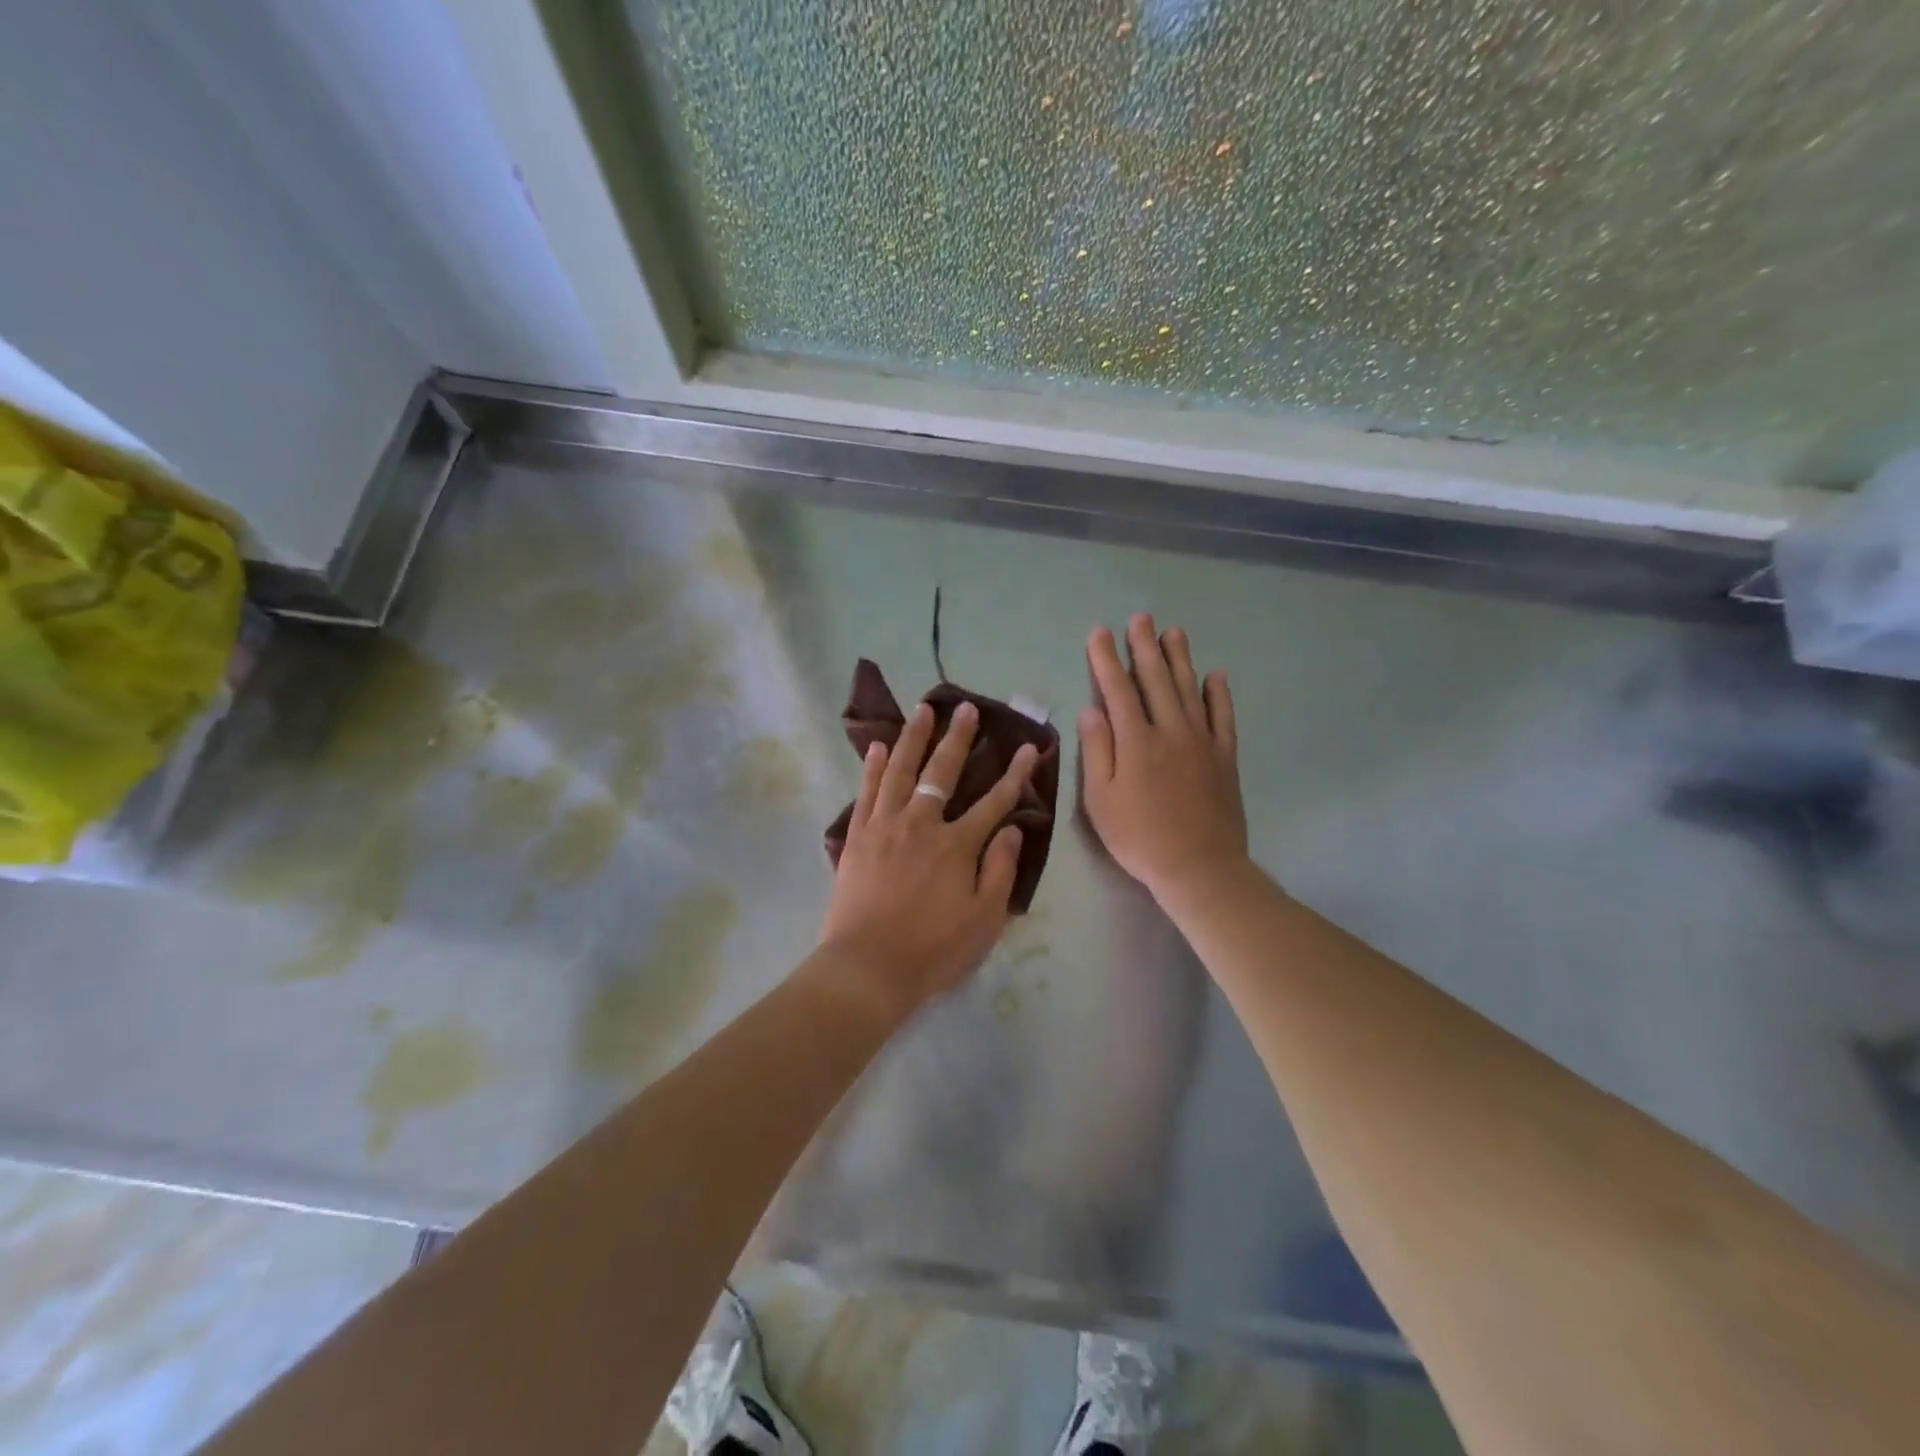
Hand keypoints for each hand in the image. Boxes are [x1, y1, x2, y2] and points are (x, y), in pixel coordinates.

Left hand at [820, 700, 1037, 1020]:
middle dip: (959, 738)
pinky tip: (879, 747)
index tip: (1028, 747)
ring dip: (914, 737)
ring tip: (923, 710)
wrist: (867, 967)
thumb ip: (1000, 870)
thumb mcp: (984, 919)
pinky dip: (874, 766)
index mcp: (957, 845)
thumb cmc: (933, 949)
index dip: (1015, 774)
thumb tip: (1012, 830)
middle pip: (943, 772)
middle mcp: (921, 824)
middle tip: (966, 708)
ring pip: (901, 770)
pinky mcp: (857, 836)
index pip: (994, 801)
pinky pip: (867, 792)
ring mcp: (885, 826)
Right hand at [1079, 615, 1246, 902]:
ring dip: (1180, 659)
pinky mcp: (1224, 757)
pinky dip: (1219, 694)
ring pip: (1190, 689)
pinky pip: (1223, 717)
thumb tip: (1091, 709)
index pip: (1117, 689)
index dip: (1106, 659)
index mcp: (1136, 741)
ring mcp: (1202, 742)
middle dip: (1144, 647)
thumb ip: (1096, 751)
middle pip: (1156, 680)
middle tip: (1140, 618)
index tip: (1099, 633)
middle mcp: (1170, 731)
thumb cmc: (1139, 837)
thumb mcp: (1101, 800)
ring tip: (1173, 632)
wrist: (1199, 867)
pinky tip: (1216, 675)